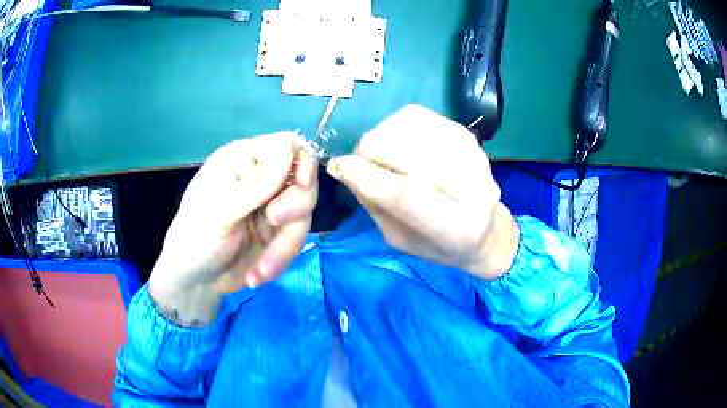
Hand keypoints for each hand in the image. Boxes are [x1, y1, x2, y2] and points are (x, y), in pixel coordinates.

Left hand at [149, 132, 317, 324]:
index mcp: (241, 161)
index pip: (285, 146)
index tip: (301, 186)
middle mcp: (260, 180)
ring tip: (261, 270)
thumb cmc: (195, 239)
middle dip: (294, 206)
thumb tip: (290, 148)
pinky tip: (256, 275)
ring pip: (302, 215)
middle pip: (303, 180)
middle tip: (273, 221)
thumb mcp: (221, 213)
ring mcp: (271, 208)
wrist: (195, 283)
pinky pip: (296, 240)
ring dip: (285, 245)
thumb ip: (256, 184)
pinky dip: (280, 260)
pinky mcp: (278, 234)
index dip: (301, 162)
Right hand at [327, 105, 518, 279]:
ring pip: (413, 127)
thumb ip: (375, 205)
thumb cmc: (439, 245)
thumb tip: (343, 167)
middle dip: (372, 151)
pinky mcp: (466, 133)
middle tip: (359, 161)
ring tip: (377, 153)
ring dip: (382, 136)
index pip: (409, 196)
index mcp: (460, 230)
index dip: (369, 177)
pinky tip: (394, 141)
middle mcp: (476, 188)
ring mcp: (475, 155)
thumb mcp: (401, 239)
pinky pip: (418, 116)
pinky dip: (395, 125)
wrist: (485, 229)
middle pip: (411, 154)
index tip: (341, 166)